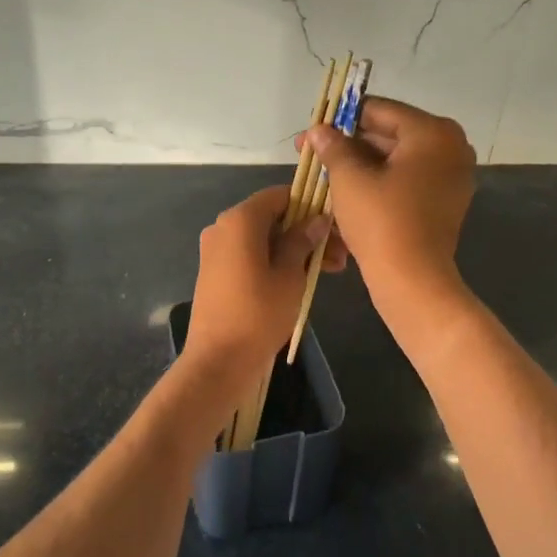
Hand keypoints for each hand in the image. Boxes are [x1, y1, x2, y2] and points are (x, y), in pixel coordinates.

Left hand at [184, 186, 346, 370]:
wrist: (218, 361)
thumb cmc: (259, 313)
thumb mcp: (290, 275)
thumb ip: (303, 241)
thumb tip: (318, 219)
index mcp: (239, 220)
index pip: (280, 195)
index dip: (310, 205)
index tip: (335, 226)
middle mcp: (223, 227)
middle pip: (273, 217)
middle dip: (307, 232)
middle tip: (340, 256)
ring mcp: (216, 250)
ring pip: (264, 238)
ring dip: (295, 249)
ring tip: (330, 272)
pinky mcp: (216, 272)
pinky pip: (251, 254)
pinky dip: (275, 260)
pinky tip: (302, 279)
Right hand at [303, 97, 475, 307]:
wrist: (412, 281)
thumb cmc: (381, 221)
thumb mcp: (349, 178)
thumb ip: (333, 146)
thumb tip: (318, 130)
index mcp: (432, 132)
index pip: (378, 110)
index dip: (340, 118)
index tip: (312, 130)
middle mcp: (450, 147)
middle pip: (389, 133)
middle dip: (349, 143)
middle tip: (312, 152)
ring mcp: (451, 175)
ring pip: (396, 158)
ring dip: (360, 163)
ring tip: (324, 172)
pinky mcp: (445, 201)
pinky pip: (407, 179)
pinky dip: (379, 181)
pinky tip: (347, 189)